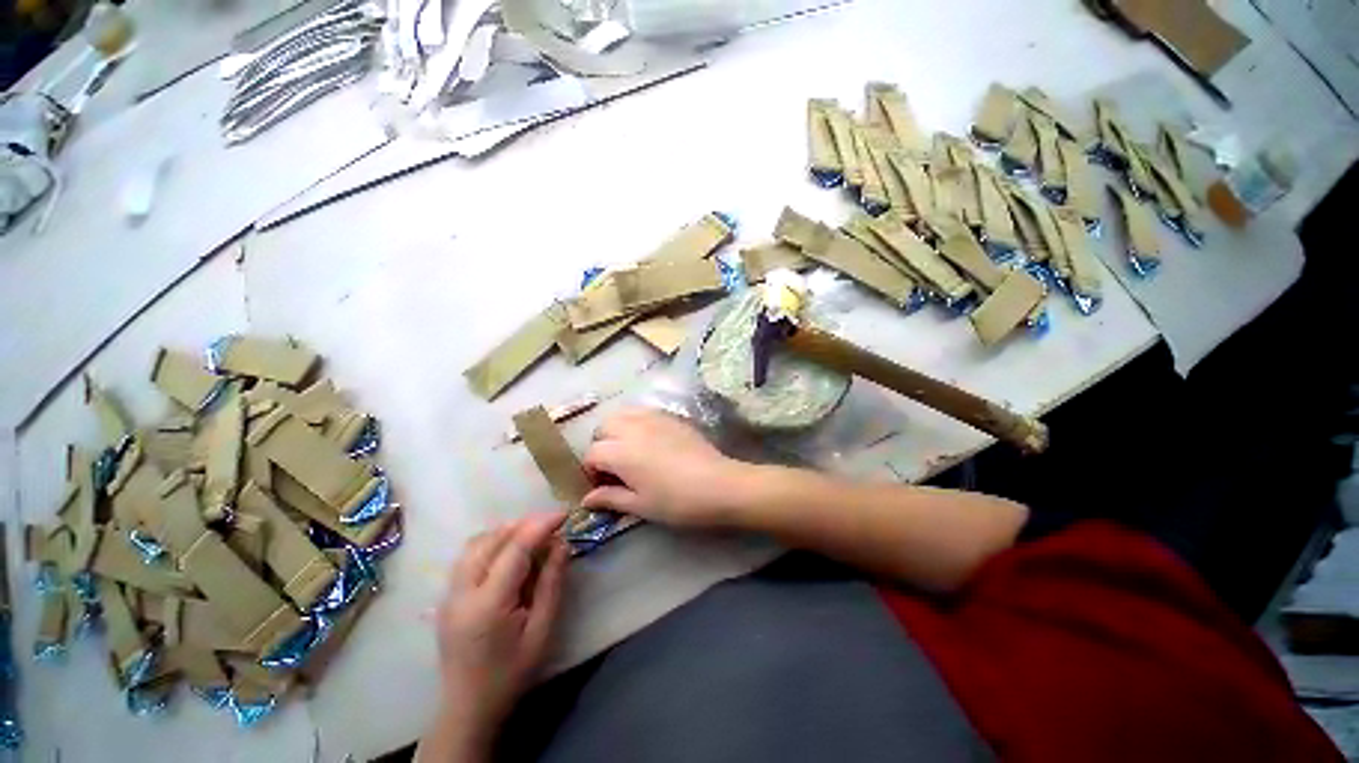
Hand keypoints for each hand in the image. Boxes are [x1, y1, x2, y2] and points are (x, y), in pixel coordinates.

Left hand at [426, 513, 569, 761]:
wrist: (468, 708)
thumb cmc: (512, 672)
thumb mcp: (542, 630)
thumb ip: (552, 583)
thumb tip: (561, 544)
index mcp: (488, 604)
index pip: (515, 548)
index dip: (540, 525)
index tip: (564, 514)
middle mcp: (462, 592)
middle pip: (491, 539)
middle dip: (524, 525)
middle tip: (551, 526)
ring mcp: (449, 594)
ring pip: (475, 544)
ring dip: (506, 532)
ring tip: (532, 537)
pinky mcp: (446, 597)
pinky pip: (468, 556)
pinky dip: (491, 543)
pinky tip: (509, 553)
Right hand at [581, 409, 747, 527]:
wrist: (718, 484)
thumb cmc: (676, 501)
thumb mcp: (640, 505)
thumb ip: (610, 498)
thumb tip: (588, 498)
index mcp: (620, 452)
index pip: (592, 454)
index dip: (592, 471)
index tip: (603, 485)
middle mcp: (631, 428)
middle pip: (603, 426)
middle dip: (601, 444)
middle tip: (614, 465)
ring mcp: (652, 418)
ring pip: (622, 413)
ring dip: (617, 429)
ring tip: (628, 449)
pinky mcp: (670, 416)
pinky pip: (643, 411)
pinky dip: (636, 421)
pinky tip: (648, 440)